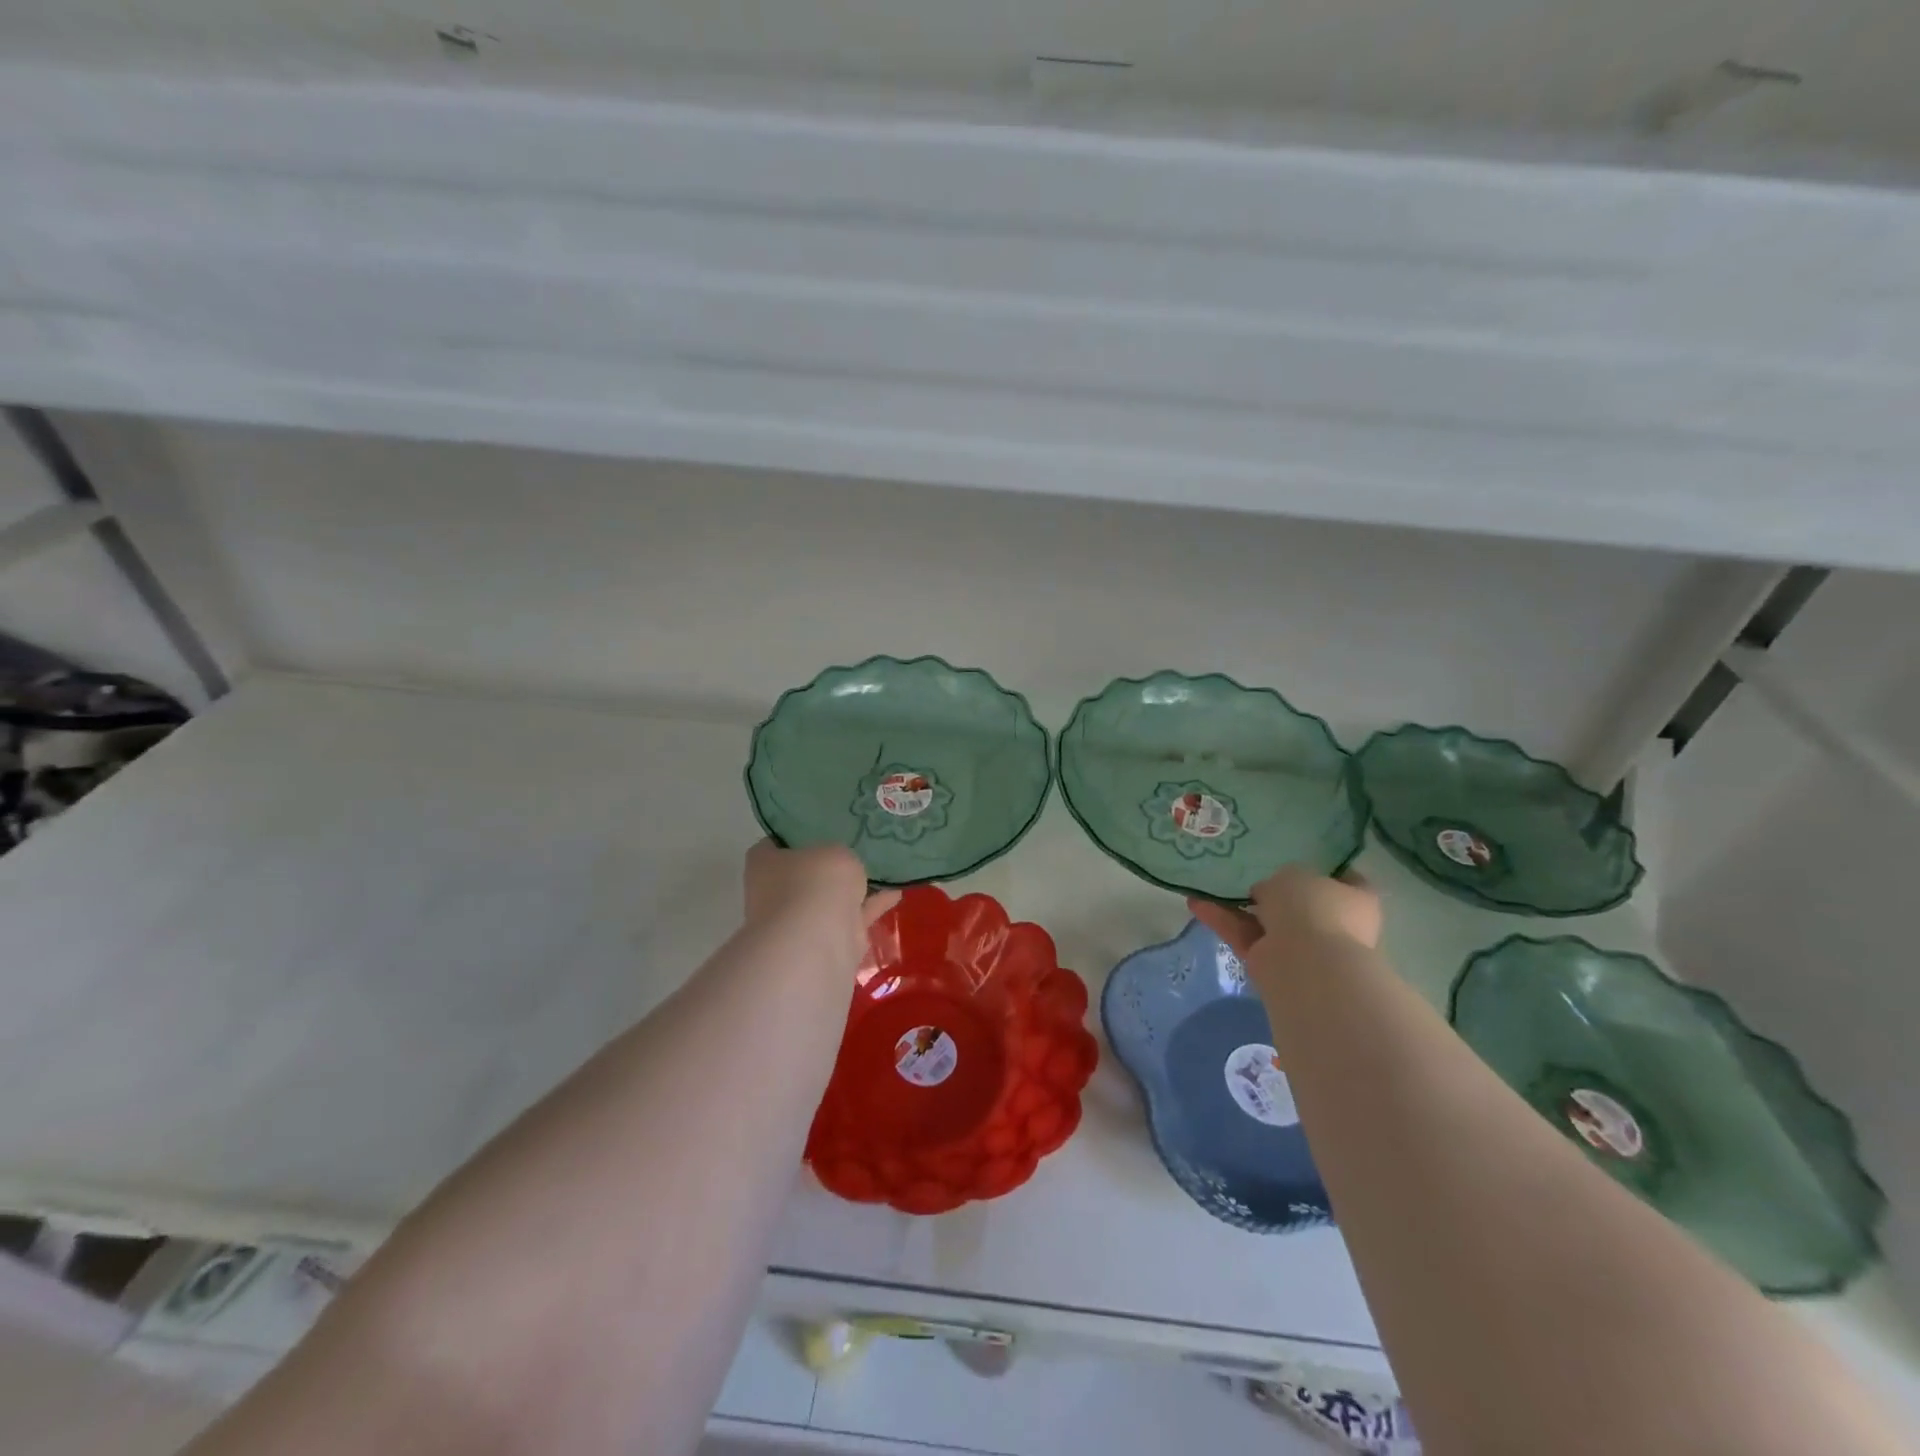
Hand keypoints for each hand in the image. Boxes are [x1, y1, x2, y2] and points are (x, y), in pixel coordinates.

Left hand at [743, 841, 900, 937]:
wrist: (817, 943)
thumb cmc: (815, 883)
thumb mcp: (836, 851)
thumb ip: (841, 855)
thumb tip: (844, 866)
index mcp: (764, 862)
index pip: (778, 841)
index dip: (800, 833)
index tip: (826, 826)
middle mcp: (774, 892)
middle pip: (806, 872)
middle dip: (829, 865)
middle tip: (858, 846)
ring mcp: (799, 920)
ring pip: (830, 898)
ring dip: (853, 888)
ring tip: (884, 867)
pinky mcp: (825, 942)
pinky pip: (851, 917)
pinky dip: (871, 906)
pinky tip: (896, 891)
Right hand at [1187, 865, 1380, 974]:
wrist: (1306, 962)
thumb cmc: (1313, 907)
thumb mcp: (1294, 874)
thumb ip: (1280, 880)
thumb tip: (1267, 894)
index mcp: (1355, 899)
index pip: (1347, 880)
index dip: (1326, 869)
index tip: (1301, 858)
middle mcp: (1333, 924)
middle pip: (1301, 903)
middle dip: (1274, 893)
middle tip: (1248, 874)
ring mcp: (1304, 947)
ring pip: (1266, 921)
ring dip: (1238, 907)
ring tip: (1207, 887)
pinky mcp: (1272, 964)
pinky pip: (1245, 936)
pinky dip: (1223, 922)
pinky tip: (1196, 905)